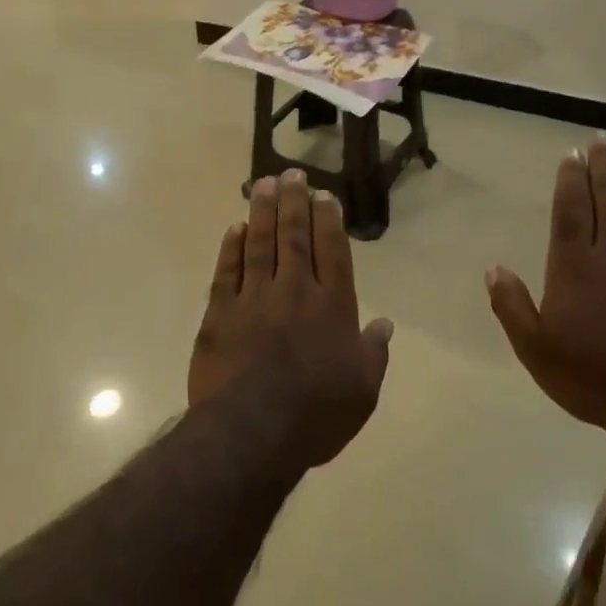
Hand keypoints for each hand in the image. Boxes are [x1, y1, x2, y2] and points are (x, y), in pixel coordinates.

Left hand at [188, 169, 394, 470]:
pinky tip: (234, 229)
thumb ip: (373, 352)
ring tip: (264, 184)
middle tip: (292, 173)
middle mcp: (295, 291)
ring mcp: (254, 298)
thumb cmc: (316, 414)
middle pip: (294, 236)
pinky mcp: (220, 313)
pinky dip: (231, 248)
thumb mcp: (362, 390)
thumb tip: (385, 323)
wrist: (252, 431)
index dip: (328, 220)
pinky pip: (226, 272)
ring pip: (260, 244)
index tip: (323, 194)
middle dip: (294, 202)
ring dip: (262, 212)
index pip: (332, 251)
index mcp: (332, 306)